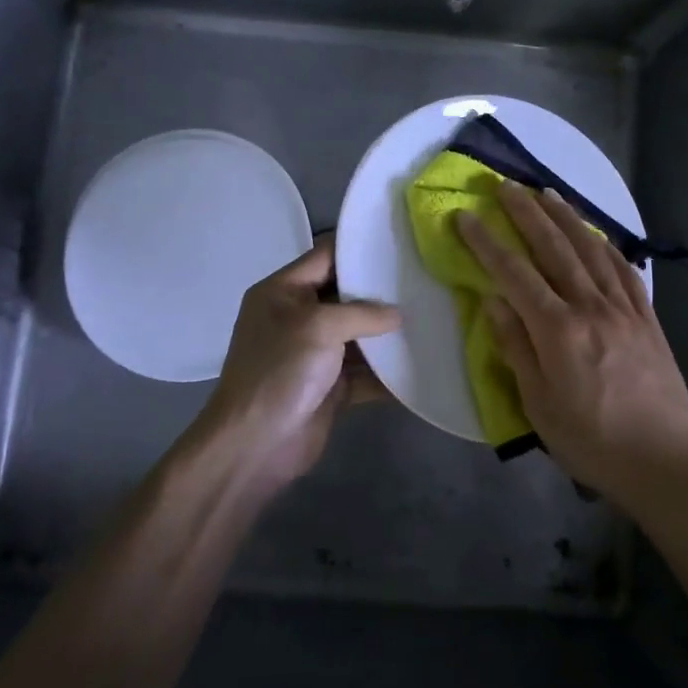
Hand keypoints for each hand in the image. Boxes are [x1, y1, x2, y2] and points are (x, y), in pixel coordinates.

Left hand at [196, 236, 399, 485]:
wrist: (256, 444)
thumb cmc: (280, 371)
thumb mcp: (318, 326)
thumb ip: (362, 313)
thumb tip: (398, 314)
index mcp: (283, 292)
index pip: (325, 255)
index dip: (359, 248)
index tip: (399, 242)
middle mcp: (298, 318)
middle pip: (346, 295)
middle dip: (381, 292)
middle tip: (424, 280)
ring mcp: (314, 354)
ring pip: (358, 336)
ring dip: (388, 335)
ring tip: (432, 318)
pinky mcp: (330, 387)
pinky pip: (365, 373)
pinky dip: (387, 373)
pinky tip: (421, 364)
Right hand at [458, 183, 687, 510]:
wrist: (668, 464)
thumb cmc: (593, 442)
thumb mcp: (539, 406)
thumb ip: (515, 348)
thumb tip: (492, 301)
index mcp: (559, 331)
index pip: (514, 273)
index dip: (486, 242)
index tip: (466, 215)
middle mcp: (592, 308)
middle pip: (554, 248)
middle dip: (527, 213)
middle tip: (505, 185)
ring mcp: (625, 310)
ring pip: (591, 250)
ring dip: (567, 218)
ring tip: (547, 193)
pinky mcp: (648, 319)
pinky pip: (624, 270)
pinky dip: (606, 245)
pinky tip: (596, 235)